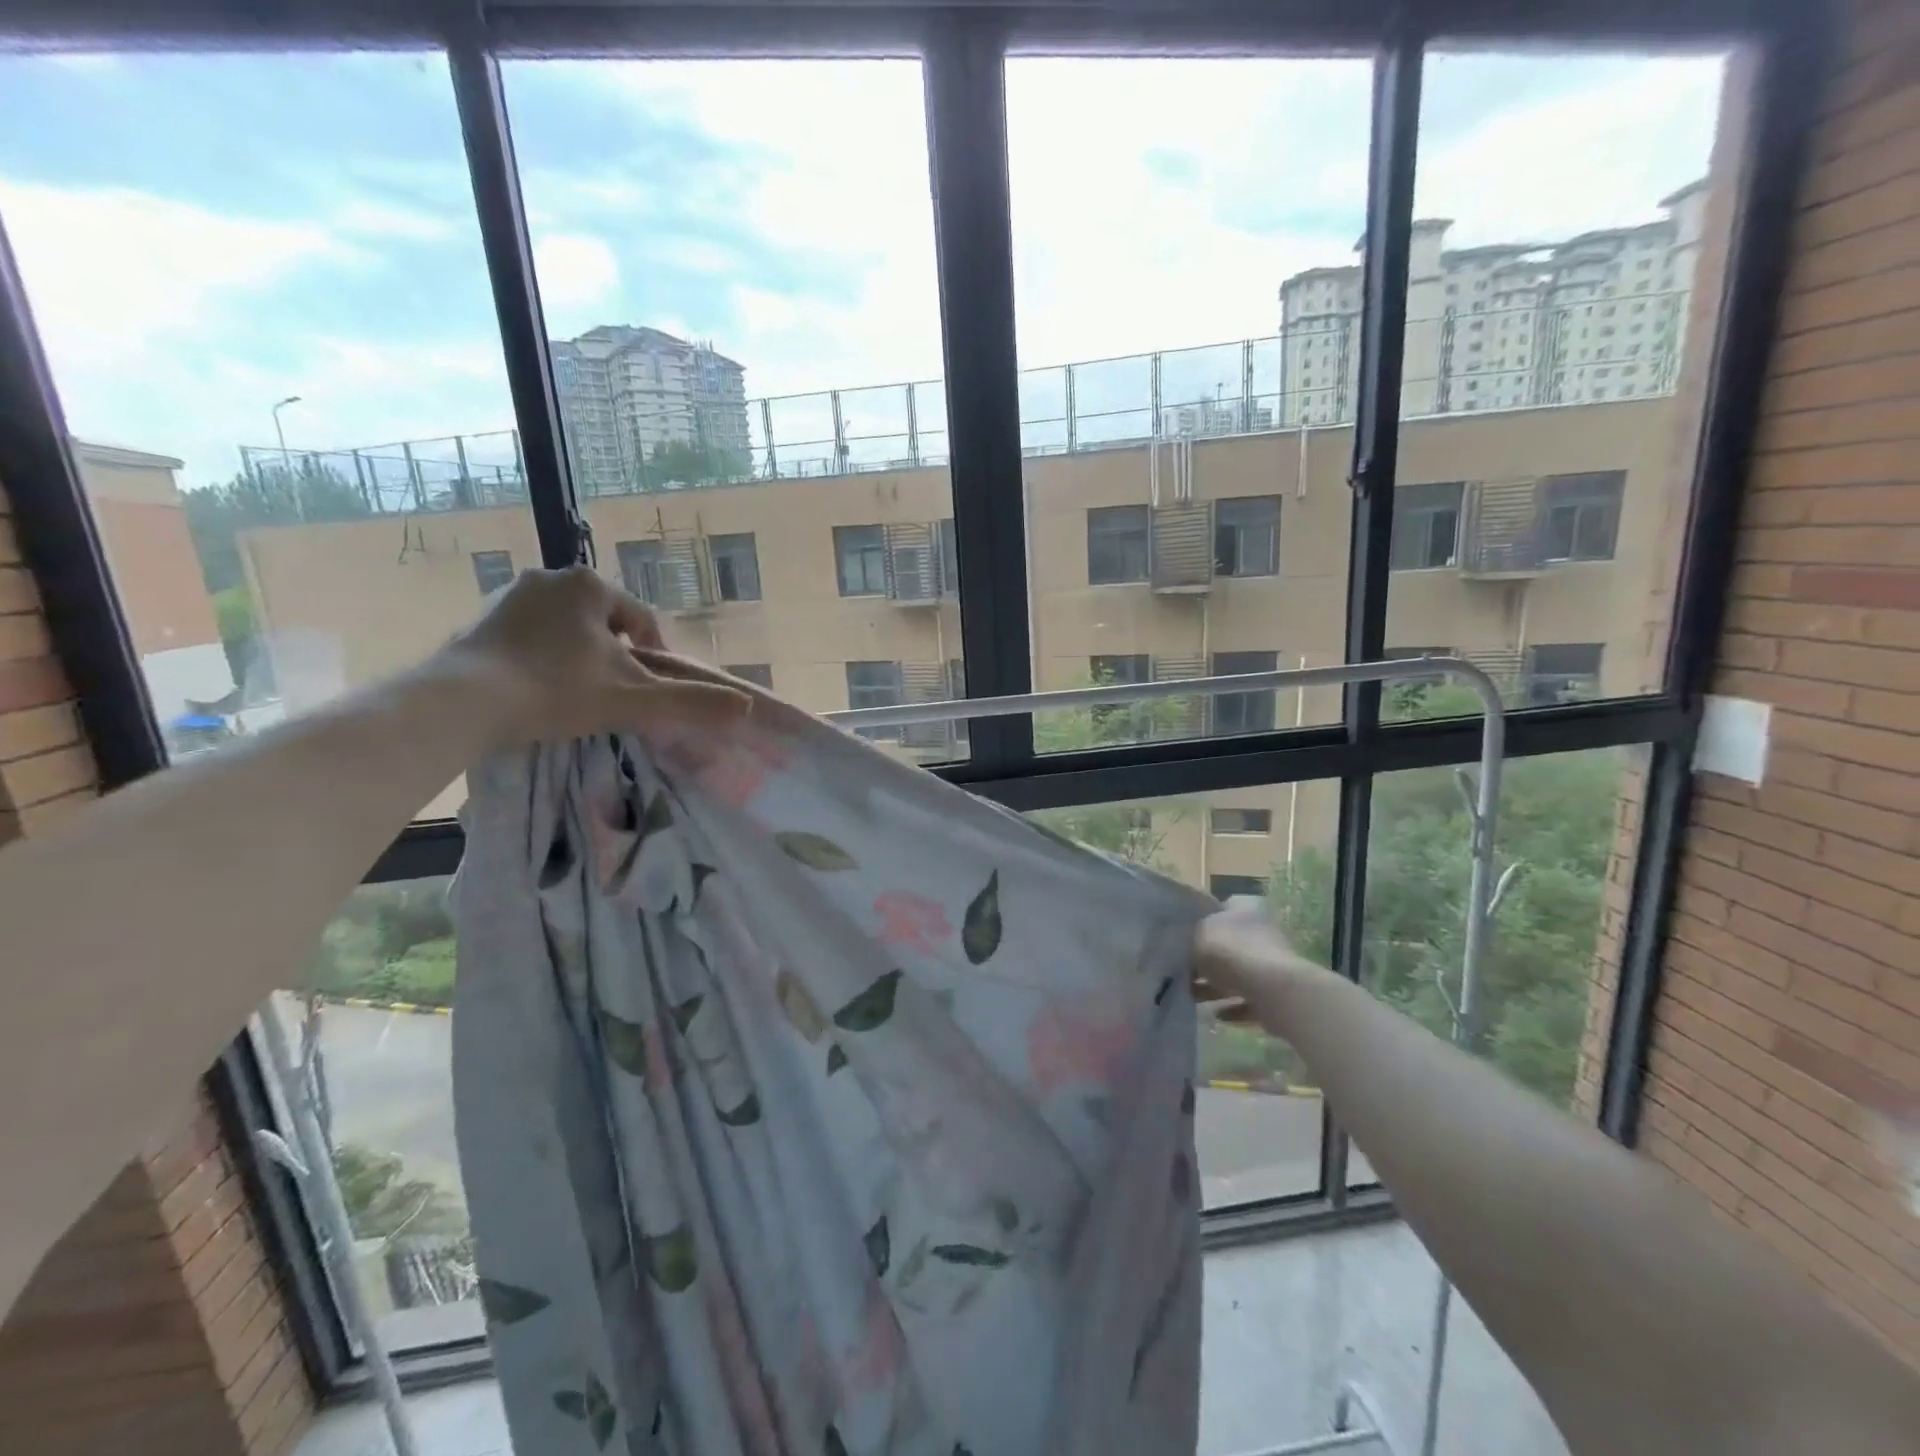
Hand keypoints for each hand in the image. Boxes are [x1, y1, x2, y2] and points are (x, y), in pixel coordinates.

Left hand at [438, 566, 749, 747]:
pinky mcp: (482, 618)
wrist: (462, 703)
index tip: (652, 691)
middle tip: (615, 696)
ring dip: (581, 657)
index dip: (655, 658)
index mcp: (592, 586)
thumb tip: (745, 708)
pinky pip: (532, 636)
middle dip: (615, 656)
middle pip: (605, 624)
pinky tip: (540, 691)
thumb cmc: (558, 691)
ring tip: (579, 697)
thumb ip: (691, 702)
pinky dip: (544, 659)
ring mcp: (511, 595)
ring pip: (568, 629)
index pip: (642, 622)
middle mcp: (552, 577)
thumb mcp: (634, 700)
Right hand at [1193, 900, 1323, 1019]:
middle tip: (1184, 972)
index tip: (1183, 938)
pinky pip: (1249, 999)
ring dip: (1217, 986)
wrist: (1271, 990)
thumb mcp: (1197, 936)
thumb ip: (1190, 940)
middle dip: (1207, 960)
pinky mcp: (1276, 992)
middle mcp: (1262, 931)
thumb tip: (1189, 949)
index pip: (1221, 909)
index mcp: (1245, 909)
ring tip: (1192, 997)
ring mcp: (1272, 963)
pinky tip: (1215, 1014)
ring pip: (1238, 974)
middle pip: (1229, 944)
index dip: (1201, 922)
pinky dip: (1233, 1007)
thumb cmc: (1231, 952)